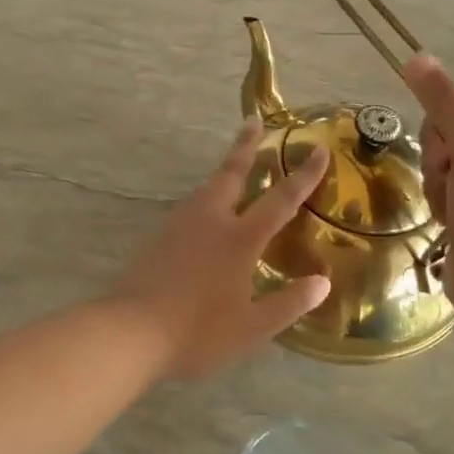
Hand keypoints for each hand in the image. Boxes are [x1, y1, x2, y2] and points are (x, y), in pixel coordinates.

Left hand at [110, 121, 331, 379]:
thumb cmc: (198, 332)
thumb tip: (323, 283)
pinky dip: (206, 196)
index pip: (281, 200)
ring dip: (224, 170)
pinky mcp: (159, 236)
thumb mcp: (252, 327)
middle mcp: (210, 220)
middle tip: (252, 121)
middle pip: (232, 173)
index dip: (304, 175)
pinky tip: (205, 211)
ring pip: (207, 187)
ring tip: (233, 164)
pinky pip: (190, 206)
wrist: (130, 332)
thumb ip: (289, 303)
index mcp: (239, 238)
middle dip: (246, 146)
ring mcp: (180, 224)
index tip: (319, 149)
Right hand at [404, 54, 453, 317]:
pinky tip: (449, 224)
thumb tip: (416, 56)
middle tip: (452, 187)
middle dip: (439, 161)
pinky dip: (440, 204)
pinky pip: (446, 190)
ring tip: (451, 212)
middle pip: (449, 135)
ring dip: (436, 186)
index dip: (443, 130)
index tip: (450, 159)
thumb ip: (445, 102)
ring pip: (442, 164)